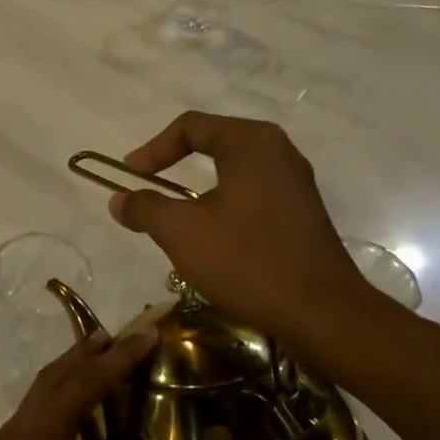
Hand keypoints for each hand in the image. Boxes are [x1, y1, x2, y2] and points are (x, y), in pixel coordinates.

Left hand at [0, 331, 224, 439]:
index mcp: (43, 435)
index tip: (149, 332)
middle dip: (92, 351)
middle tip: (128, 334)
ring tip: (104, 358)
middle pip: (58, 373)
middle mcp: (23, 426)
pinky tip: (79, 416)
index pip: (87, 382)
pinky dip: (60, 394)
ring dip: (72, 368)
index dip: (121, 357)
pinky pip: (36, 408)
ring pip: (43, 388)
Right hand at [107, 112, 383, 347]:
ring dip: (198, 191)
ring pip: (233, 174)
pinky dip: (223, 208)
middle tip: (149, 188)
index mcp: (252, 143)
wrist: (320, 312)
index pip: (191, 127)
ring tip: (175, 218)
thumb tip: (118, 200)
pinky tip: (213, 241)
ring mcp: (296, 185)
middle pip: (215, 144)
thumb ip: (145, 208)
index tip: (130, 175)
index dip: (152, 149)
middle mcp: (279, 153)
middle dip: (175, 165)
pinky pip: (252, 197)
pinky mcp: (302, 215)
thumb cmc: (246, 259)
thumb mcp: (181, 232)